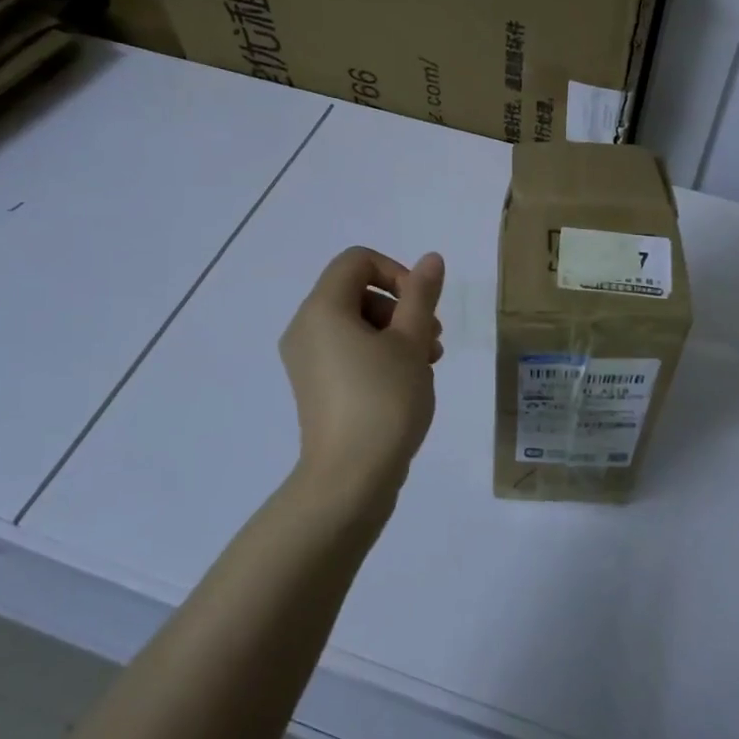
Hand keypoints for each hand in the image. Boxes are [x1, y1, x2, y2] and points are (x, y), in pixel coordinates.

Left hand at [279, 247, 444, 494]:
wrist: (350, 479)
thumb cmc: (384, 402)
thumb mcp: (411, 343)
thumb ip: (421, 295)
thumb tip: (430, 259)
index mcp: (322, 309)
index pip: (356, 261)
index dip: (396, 272)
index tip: (422, 307)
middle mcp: (305, 328)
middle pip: (357, 292)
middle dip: (401, 308)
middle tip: (432, 340)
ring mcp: (306, 360)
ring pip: (356, 324)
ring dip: (396, 334)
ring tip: (427, 364)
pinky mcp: (315, 387)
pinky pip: (347, 352)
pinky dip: (378, 355)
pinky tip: (407, 382)